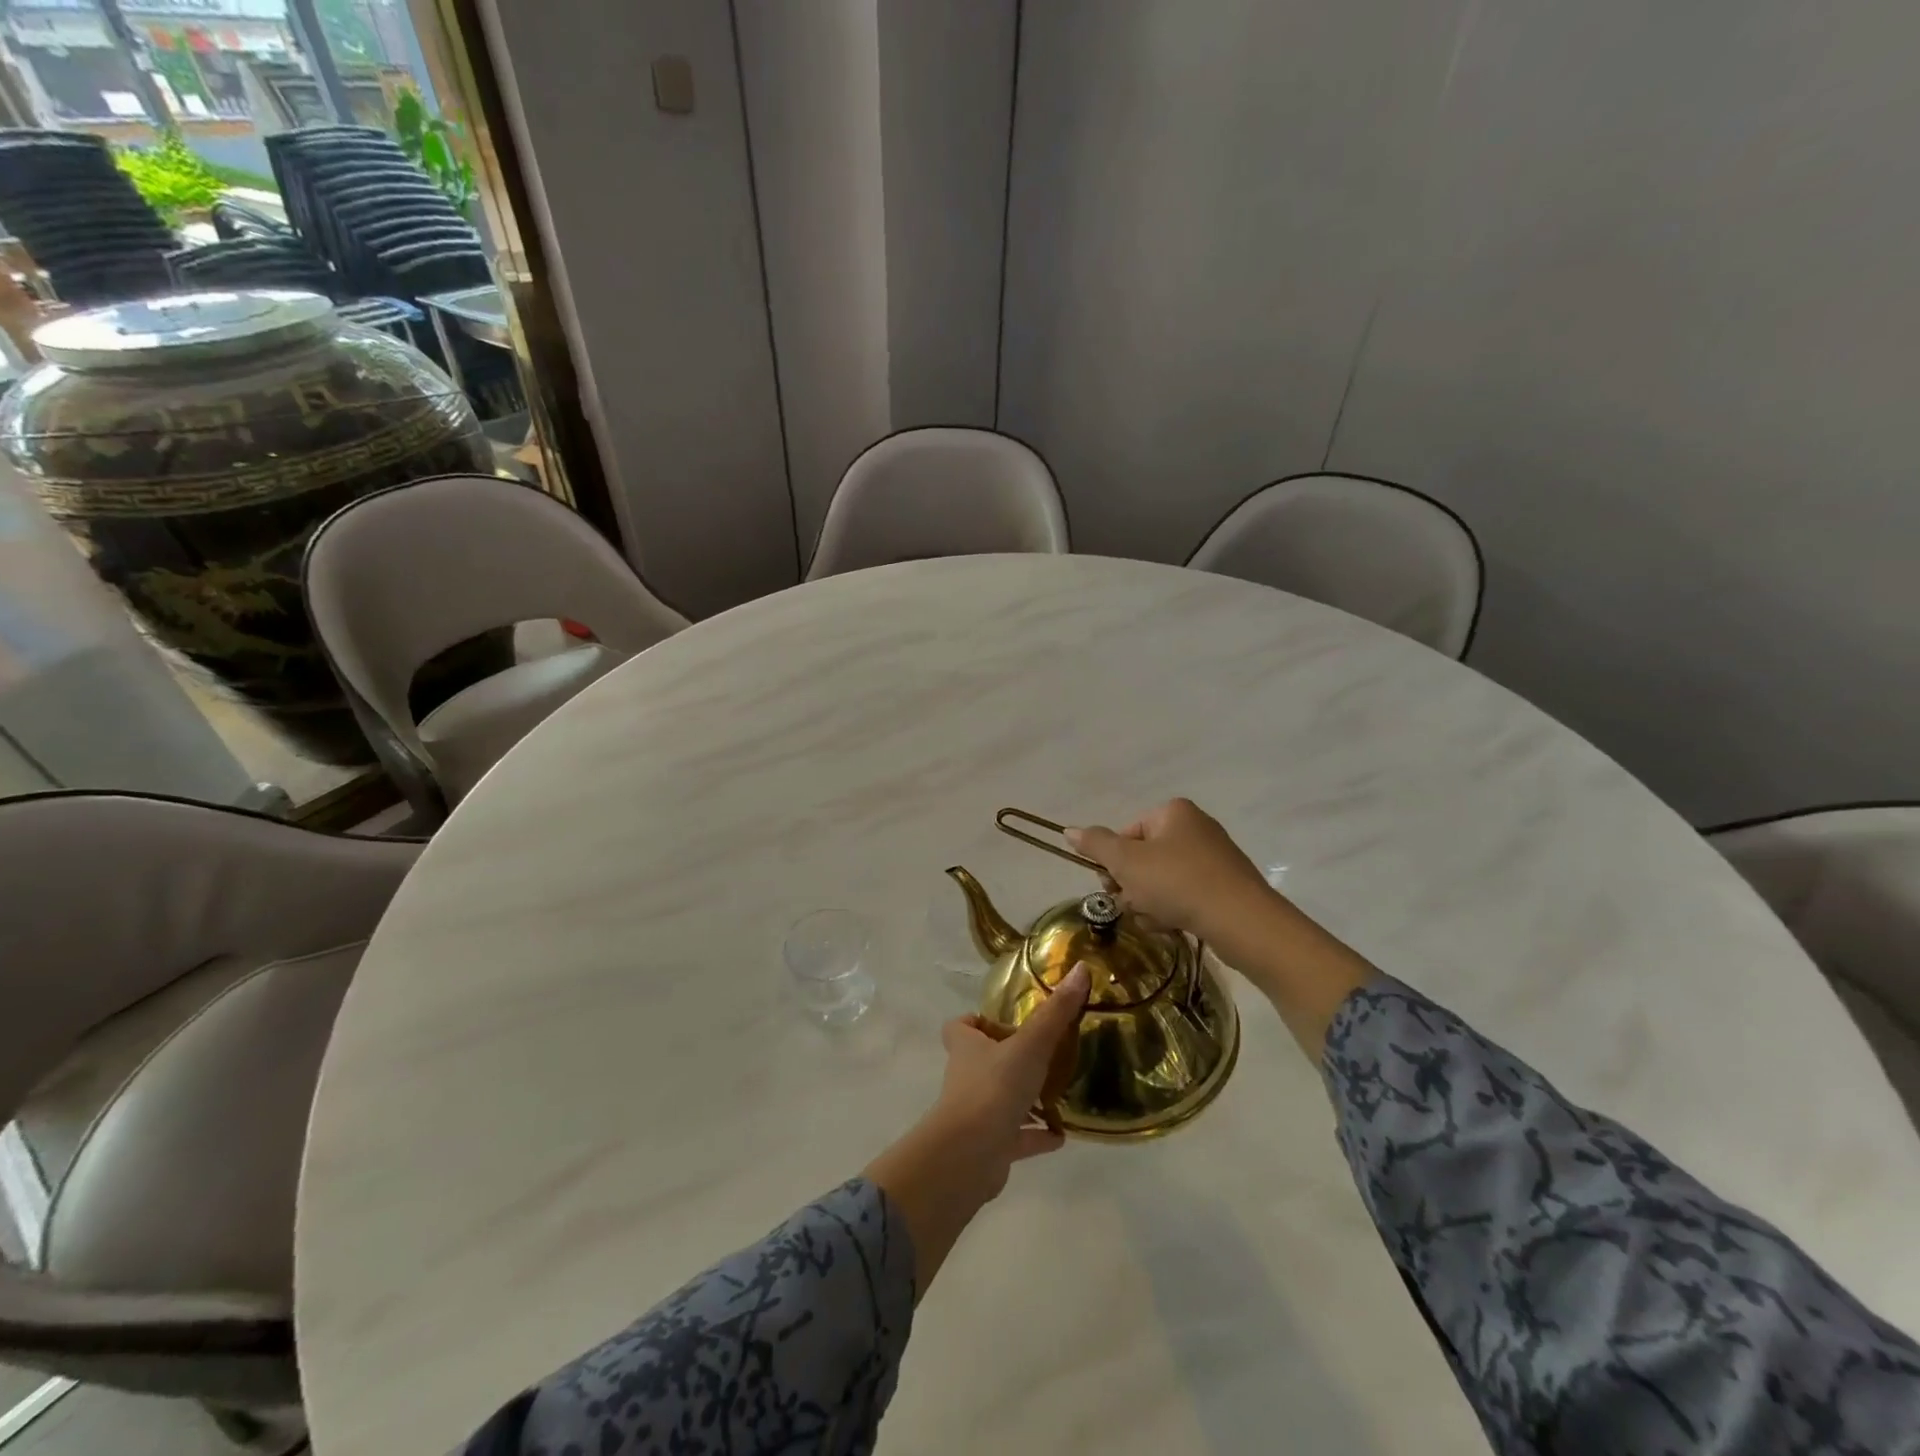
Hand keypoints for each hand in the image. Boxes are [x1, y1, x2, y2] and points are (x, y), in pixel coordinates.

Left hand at [864, 962, 1089, 1297]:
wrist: (969, 1155)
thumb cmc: (994, 1087)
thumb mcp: (1031, 1043)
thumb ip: (1056, 1012)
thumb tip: (1081, 968)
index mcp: (967, 1047)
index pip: (960, 1026)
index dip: (976, 1022)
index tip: (1002, 1021)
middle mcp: (967, 1077)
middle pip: (982, 1061)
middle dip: (1008, 1058)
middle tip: (1043, 1053)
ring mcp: (977, 1114)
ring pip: (1000, 1099)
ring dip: (1025, 1098)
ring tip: (1058, 1093)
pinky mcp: (990, 1147)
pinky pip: (1016, 1138)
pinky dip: (1035, 1135)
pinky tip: (1060, 1135)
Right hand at [1072, 798, 1374, 1058]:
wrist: (1242, 922)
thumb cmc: (1178, 883)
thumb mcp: (1127, 862)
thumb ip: (1095, 845)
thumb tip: (1068, 830)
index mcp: (1173, 812)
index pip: (1126, 835)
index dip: (1115, 864)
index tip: (1114, 887)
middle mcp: (1195, 827)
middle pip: (1143, 859)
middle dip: (1133, 887)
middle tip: (1136, 906)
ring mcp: (1214, 858)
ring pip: (1161, 882)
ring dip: (1150, 904)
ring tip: (1158, 920)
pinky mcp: (1226, 886)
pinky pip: (1185, 896)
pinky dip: (1174, 912)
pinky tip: (1175, 927)